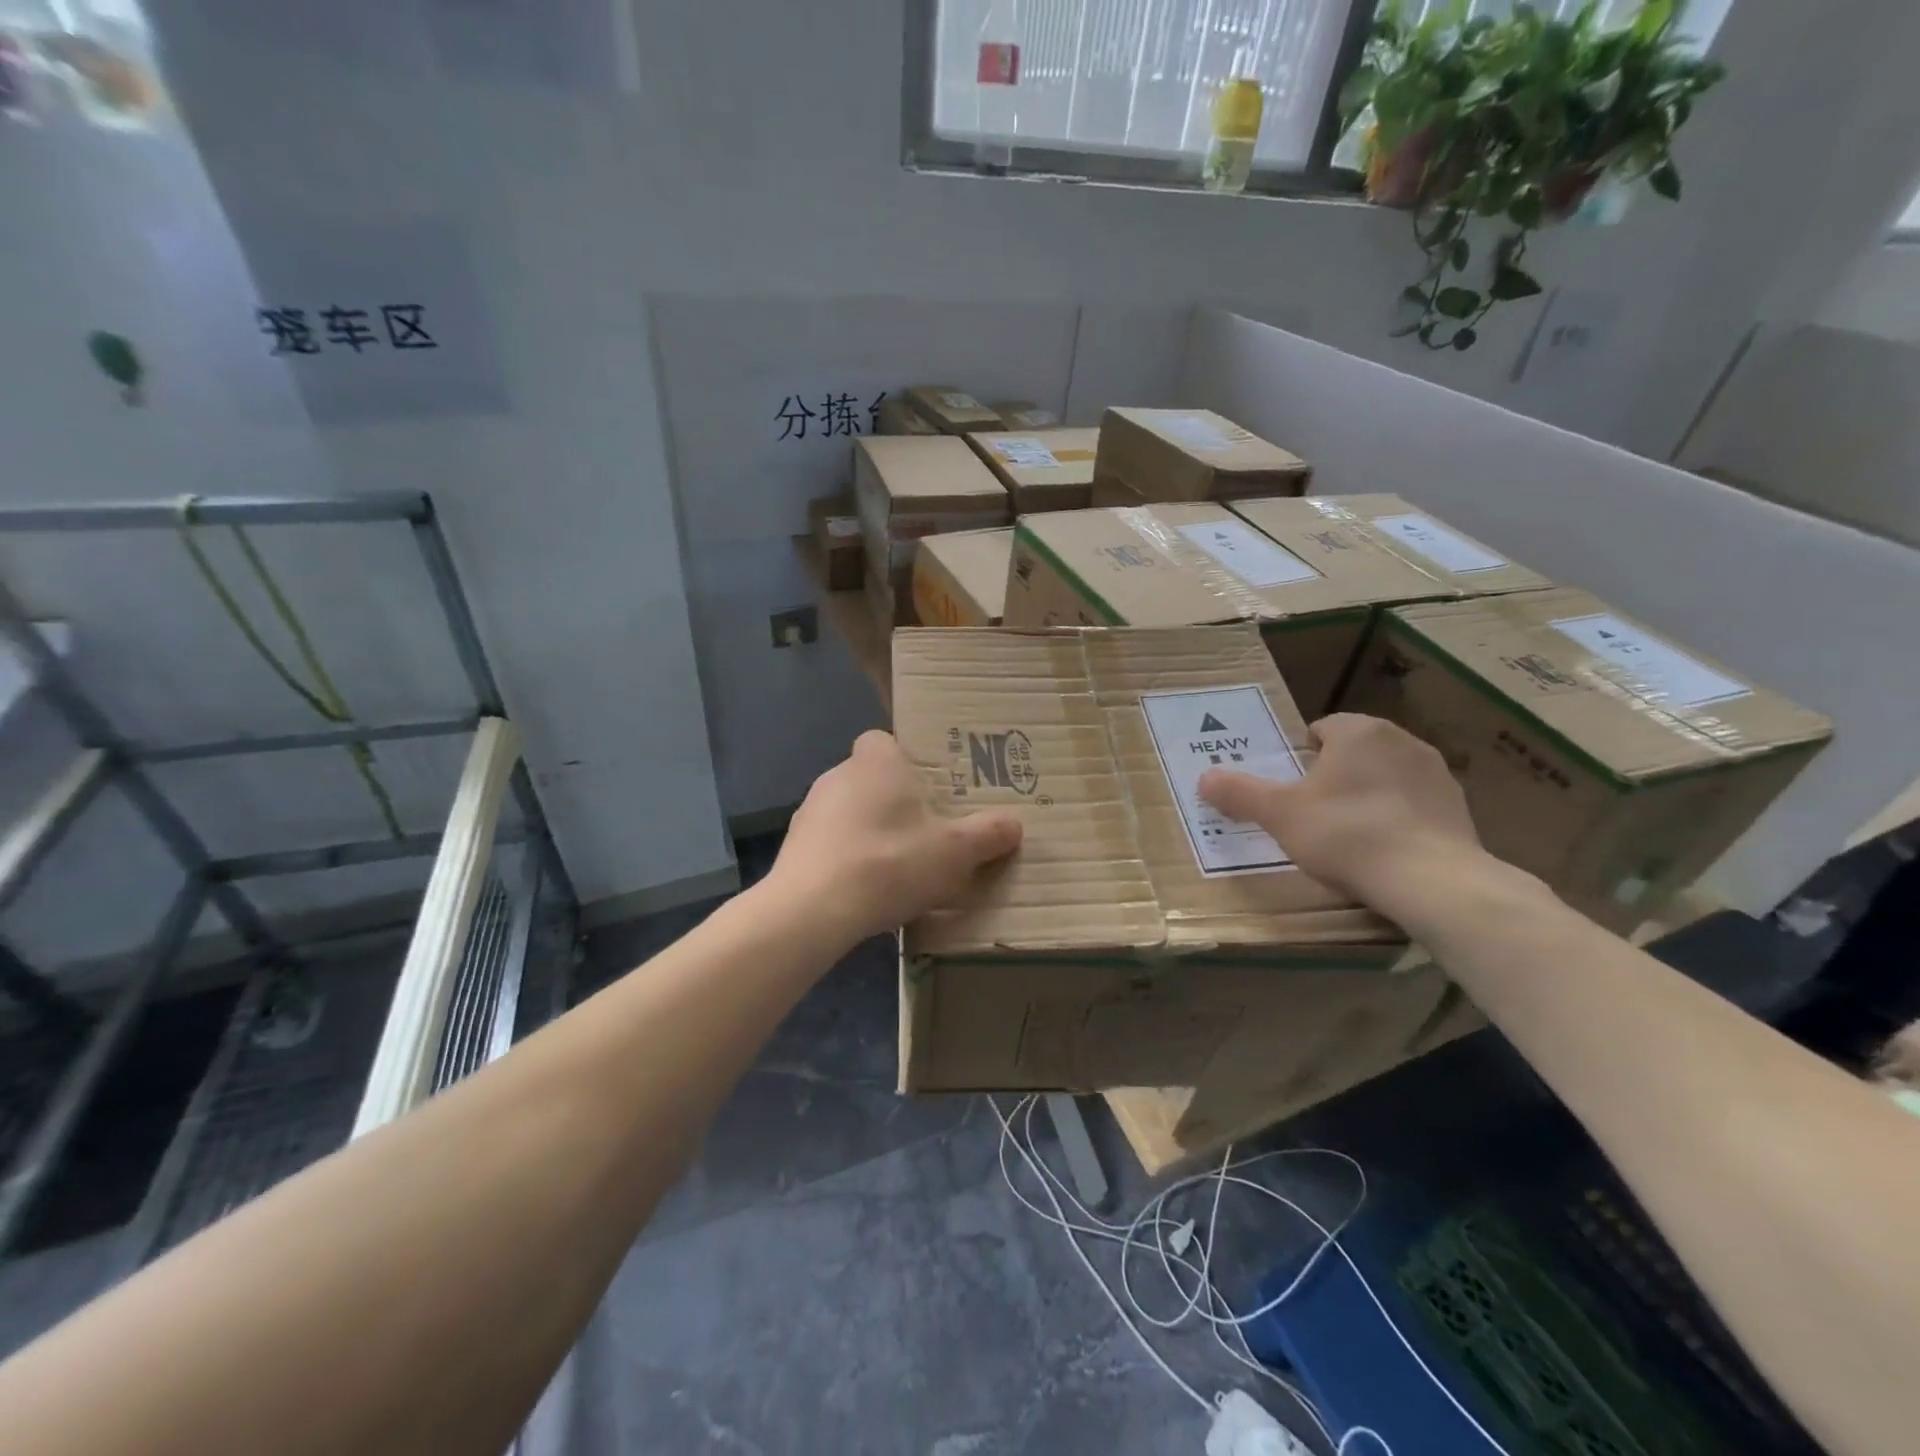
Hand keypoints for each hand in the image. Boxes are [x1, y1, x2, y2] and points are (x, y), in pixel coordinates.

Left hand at [767, 730, 1022, 942]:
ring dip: (869, 831)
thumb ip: (987, 834)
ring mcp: (809, 811)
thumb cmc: (890, 862)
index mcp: (876, 762)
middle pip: (871, 778)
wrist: (812, 909)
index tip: (928, 789)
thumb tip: (1014, 824)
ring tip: (896, 867)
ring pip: (849, 812)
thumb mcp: (954, 852)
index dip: (906, 760)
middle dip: (894, 801)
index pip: (885, 740)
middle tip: (925, 832)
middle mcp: (838, 775)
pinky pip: (830, 843)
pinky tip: (865, 890)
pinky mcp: (794, 847)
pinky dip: (847, 859)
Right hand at [1198, 713, 1482, 908]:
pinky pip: (1414, 805)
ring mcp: (1437, 774)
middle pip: (1354, 752)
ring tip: (1347, 836)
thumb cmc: (1345, 833)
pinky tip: (1384, 851)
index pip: (1321, 729)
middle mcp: (1402, 741)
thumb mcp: (1279, 814)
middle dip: (1333, 776)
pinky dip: (1397, 820)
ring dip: (1367, 796)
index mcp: (1359, 731)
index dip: (1301, 757)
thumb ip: (1240, 793)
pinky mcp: (1459, 809)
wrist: (1430, 880)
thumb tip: (1204, 778)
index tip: (1290, 789)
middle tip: (1311, 813)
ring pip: (1385, 777)